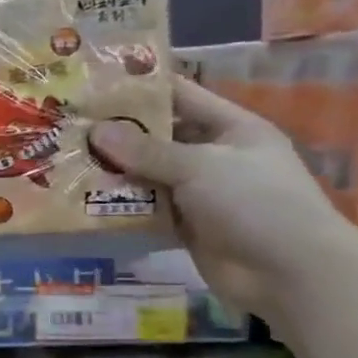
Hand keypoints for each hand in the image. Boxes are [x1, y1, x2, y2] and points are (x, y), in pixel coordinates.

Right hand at [88, 76, 357, 327]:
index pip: (182, 97)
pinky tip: (85, 201)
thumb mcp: (200, 167)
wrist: (290, 272)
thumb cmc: (255, 202)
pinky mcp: (186, 226)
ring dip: (115, 172)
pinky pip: (148, 210)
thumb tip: (95, 131)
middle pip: (160, 138)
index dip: (143, 89)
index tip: (97, 84)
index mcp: (231, 128)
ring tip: (67, 162)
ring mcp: (200, 193)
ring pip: (149, 175)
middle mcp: (215, 156)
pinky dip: (122, 207)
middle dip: (118, 134)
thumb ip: (146, 151)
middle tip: (70, 127)